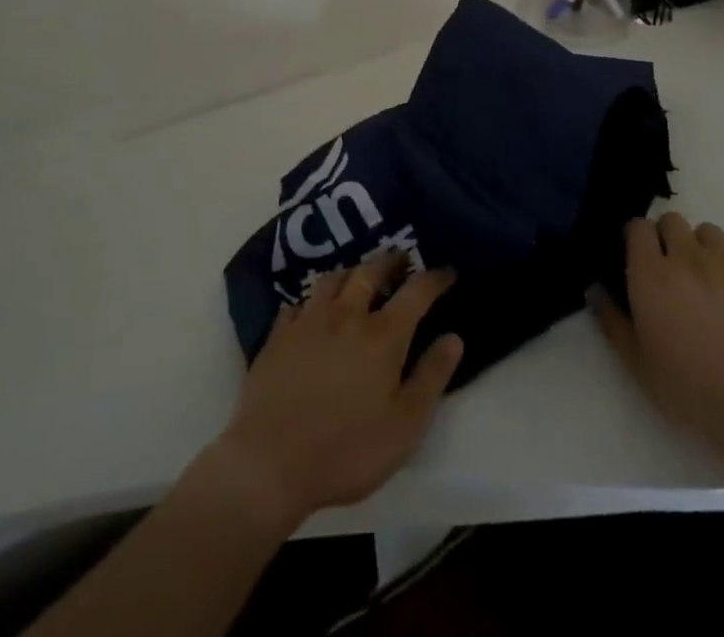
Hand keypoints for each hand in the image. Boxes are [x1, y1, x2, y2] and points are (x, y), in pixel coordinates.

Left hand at [206, 253, 463, 530]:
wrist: (270, 463)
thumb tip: (453, 337)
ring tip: (358, 277)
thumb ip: (431, 377)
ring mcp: (308, 322)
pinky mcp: (278, 337)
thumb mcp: (405, 425)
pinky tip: (312, 311)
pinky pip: (298, 304)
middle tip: (401, 260)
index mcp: (382, 335)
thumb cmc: (347, 450)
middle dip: (390, 261)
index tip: (447, 272)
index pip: (416, 292)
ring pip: (333, 279)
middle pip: (370, 272)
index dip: (434, 278)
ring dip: (351, 272)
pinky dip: (312, 302)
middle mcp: (347, 315)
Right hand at [592, 213, 723, 465]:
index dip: (634, 237)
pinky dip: (721, 267)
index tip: (634, 259)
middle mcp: (686, 259)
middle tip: (664, 268)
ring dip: (695, 244)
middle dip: (664, 236)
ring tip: (696, 276)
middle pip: (671, 220)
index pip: (638, 226)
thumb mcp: (637, 362)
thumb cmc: (688, 387)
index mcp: (652, 274)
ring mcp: (723, 266)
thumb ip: (611, 321)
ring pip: (704, 231)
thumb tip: (593, 289)